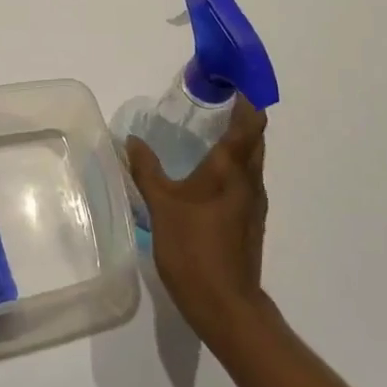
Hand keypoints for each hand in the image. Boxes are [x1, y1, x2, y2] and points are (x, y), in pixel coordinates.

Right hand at [125, 97, 269, 340]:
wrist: (224, 304)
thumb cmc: (193, 247)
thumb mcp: (161, 205)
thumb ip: (146, 169)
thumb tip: (132, 140)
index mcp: (232, 168)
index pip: (251, 121)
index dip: (246, 98)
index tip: (229, 83)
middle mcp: (250, 180)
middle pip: (255, 138)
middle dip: (239, 116)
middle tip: (210, 104)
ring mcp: (254, 203)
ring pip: (252, 161)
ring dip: (237, 142)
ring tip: (205, 134)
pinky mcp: (250, 222)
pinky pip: (245, 181)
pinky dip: (232, 167)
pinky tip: (206, 176)